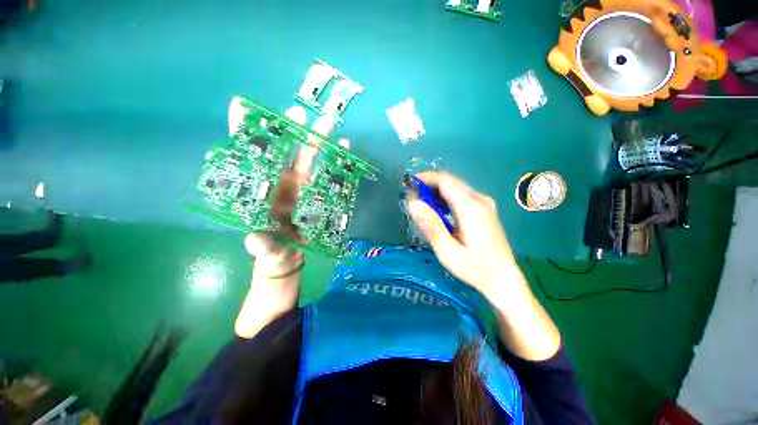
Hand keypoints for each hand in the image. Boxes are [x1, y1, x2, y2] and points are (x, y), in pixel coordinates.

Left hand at [245, 111, 335, 274]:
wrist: (288, 254)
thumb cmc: (270, 247)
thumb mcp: (263, 246)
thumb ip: (259, 243)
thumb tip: (254, 238)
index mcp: (262, 188)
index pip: (250, 156)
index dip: (244, 132)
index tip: (242, 105)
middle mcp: (281, 181)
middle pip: (286, 150)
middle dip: (291, 129)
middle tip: (298, 113)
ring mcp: (302, 185)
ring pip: (310, 157)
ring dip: (318, 139)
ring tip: (328, 122)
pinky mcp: (318, 192)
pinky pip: (327, 173)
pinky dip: (335, 159)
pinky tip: (345, 146)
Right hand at [407, 171, 519, 298]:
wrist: (503, 279)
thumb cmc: (474, 268)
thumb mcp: (448, 251)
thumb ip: (431, 226)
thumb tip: (412, 203)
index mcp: (471, 208)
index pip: (446, 181)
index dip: (426, 178)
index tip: (410, 185)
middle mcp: (480, 200)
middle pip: (451, 182)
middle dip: (429, 185)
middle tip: (413, 198)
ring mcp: (485, 204)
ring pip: (456, 188)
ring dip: (437, 192)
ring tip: (423, 205)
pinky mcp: (485, 210)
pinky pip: (462, 195)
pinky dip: (447, 198)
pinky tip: (439, 211)